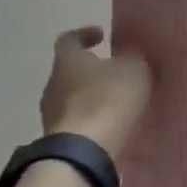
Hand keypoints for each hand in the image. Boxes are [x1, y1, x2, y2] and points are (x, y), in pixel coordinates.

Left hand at [38, 26, 151, 158]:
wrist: (84, 152)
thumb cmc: (107, 100)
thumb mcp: (134, 71)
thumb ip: (134, 59)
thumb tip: (131, 55)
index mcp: (68, 59)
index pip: (69, 39)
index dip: (84, 34)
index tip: (101, 35)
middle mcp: (53, 82)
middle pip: (70, 69)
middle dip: (91, 68)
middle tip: (115, 70)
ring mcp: (51, 113)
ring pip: (72, 96)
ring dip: (91, 95)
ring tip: (117, 100)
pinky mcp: (58, 137)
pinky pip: (77, 120)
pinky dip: (92, 117)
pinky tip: (111, 123)